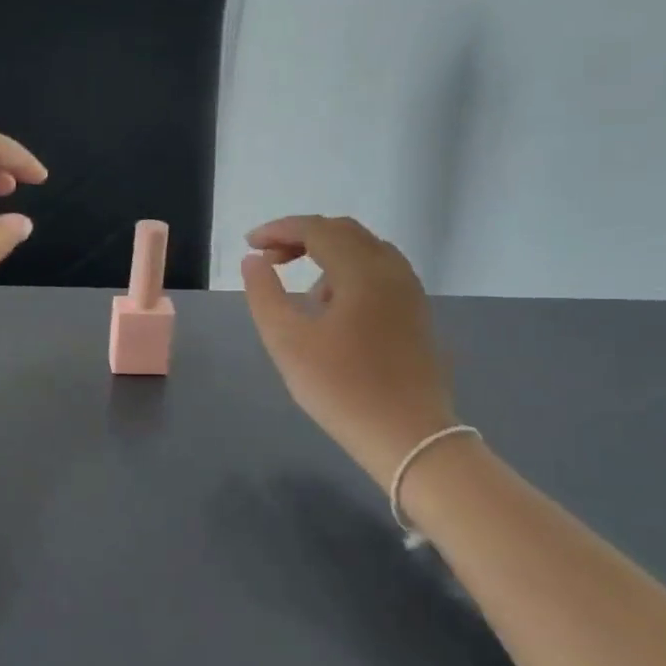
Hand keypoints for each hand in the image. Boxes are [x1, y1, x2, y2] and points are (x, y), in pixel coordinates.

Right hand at [240, 216, 457, 483]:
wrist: (408, 437)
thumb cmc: (341, 388)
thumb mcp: (287, 342)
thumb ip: (264, 294)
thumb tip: (254, 261)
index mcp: (363, 272)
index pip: (318, 229)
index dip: (279, 229)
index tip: (249, 244)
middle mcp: (392, 271)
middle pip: (344, 232)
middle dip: (302, 236)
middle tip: (268, 258)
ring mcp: (410, 292)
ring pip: (365, 251)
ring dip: (326, 253)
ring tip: (298, 286)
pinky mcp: (415, 314)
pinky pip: (379, 272)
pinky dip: (348, 272)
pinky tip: (331, 307)